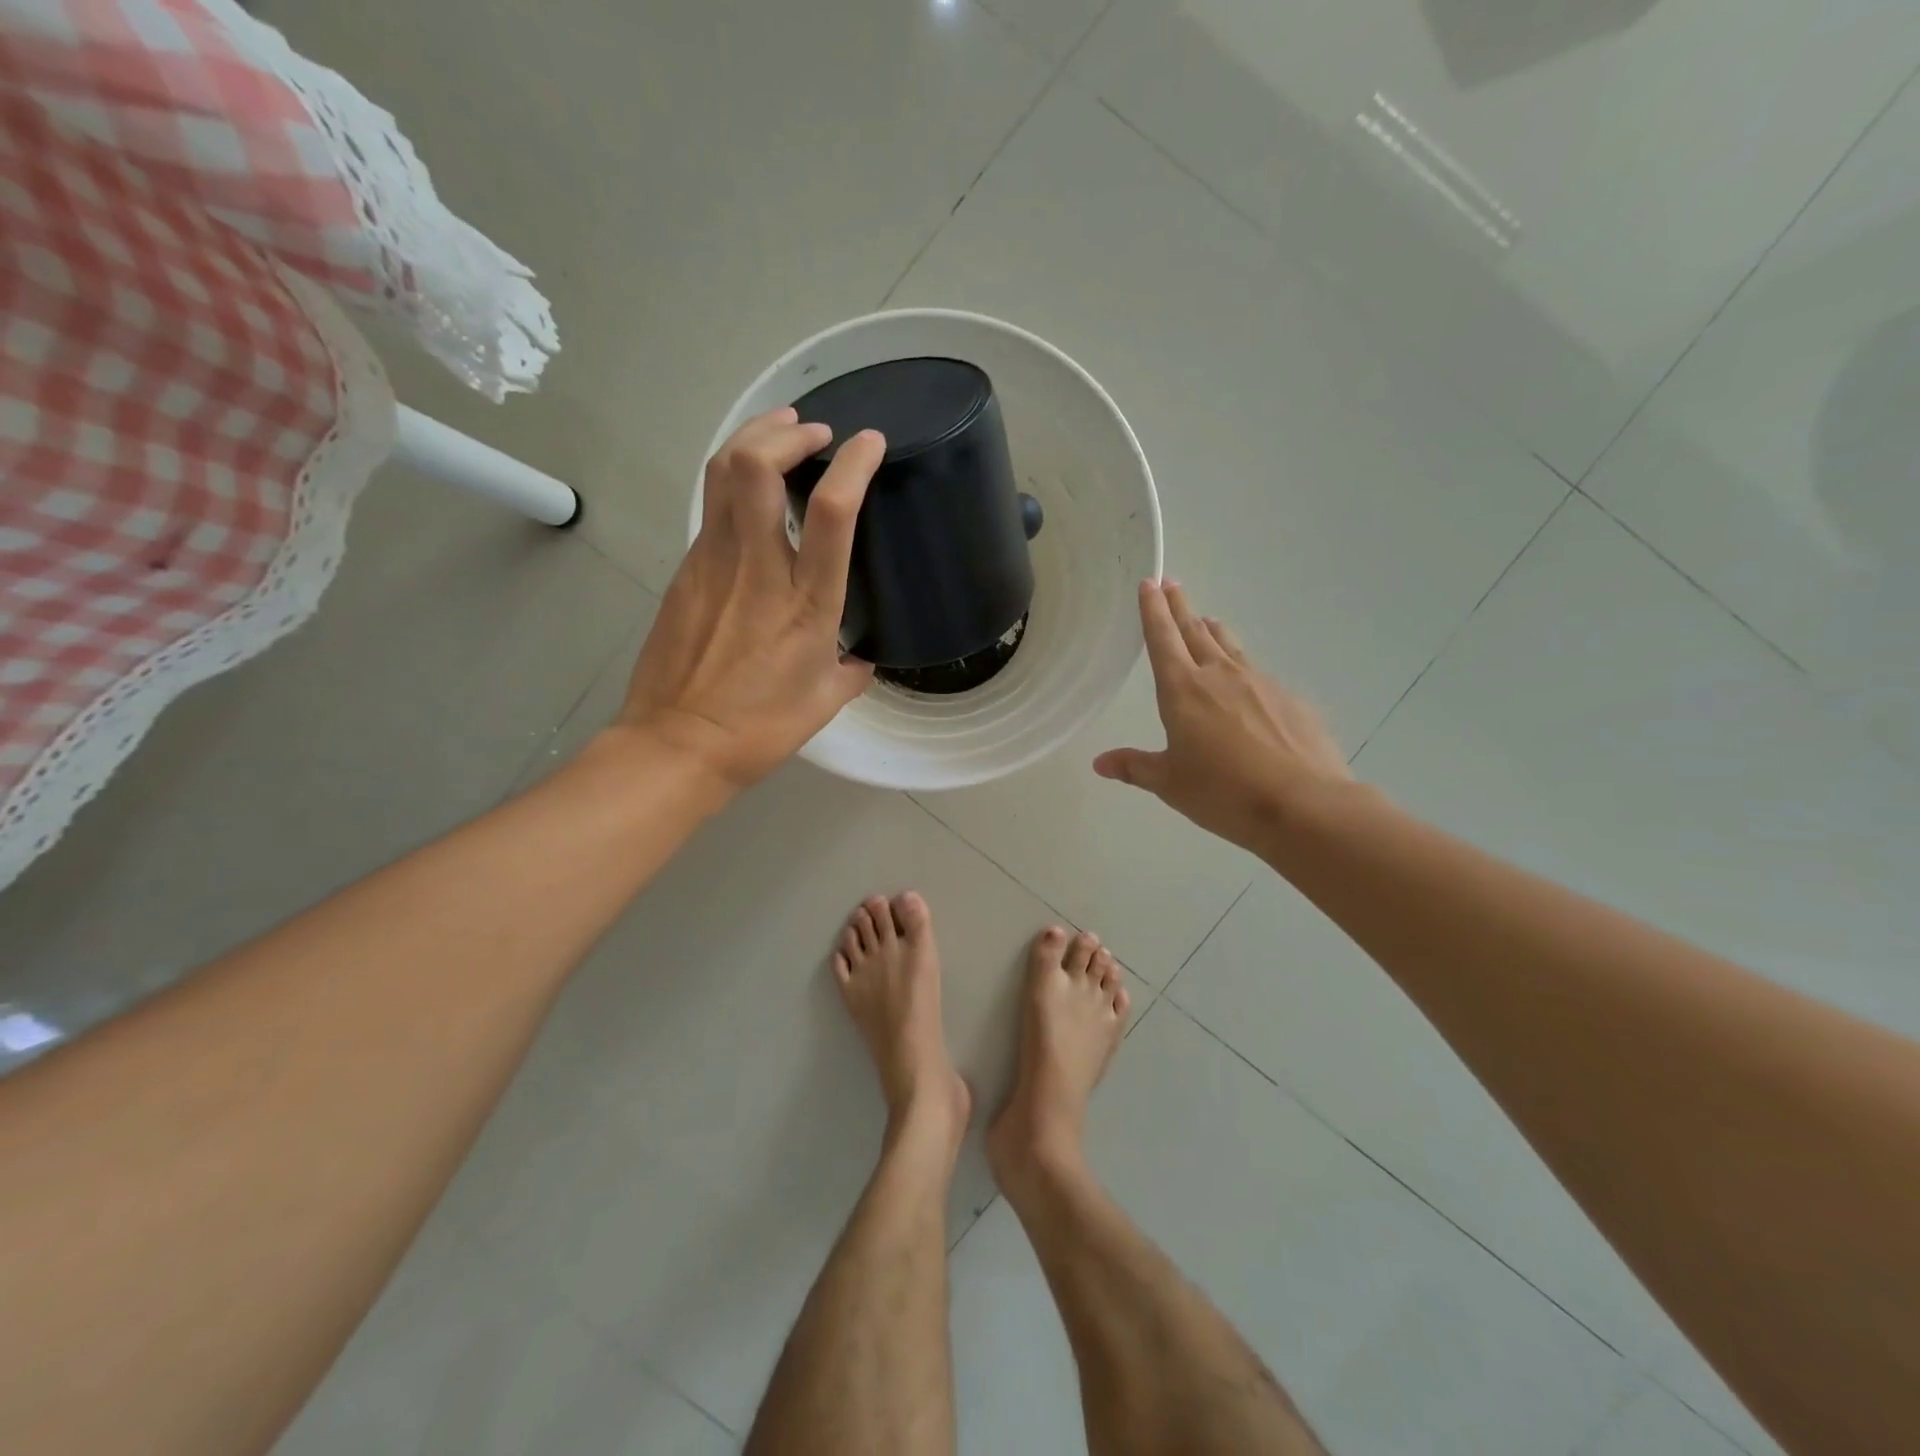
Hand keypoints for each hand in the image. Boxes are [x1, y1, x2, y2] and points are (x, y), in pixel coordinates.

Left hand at [619, 408, 882, 789]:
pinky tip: (750, 494)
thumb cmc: (760, 729)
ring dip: (752, 439)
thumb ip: (850, 672)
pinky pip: (710, 509)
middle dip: (785, 431)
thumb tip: (860, 660)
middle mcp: (757, 569)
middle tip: (811, 431)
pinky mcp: (684, 571)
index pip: (831, 512)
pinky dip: (733, 482)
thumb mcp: (823, 703)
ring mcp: (712, 564)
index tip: (869, 442)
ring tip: (779, 433)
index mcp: (806, 604)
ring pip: (722, 474)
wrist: (677, 744)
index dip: (852, 464)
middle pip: (755, 466)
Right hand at [1094, 581, 1350, 850]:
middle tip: (1172, 585)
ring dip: (1212, 630)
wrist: (1302, 803)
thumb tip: (1100, 763)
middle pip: (1195, 630)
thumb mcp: (1170, 783)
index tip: (1149, 582)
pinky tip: (1246, 684)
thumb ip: (1135, 767)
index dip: (1152, 610)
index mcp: (1182, 689)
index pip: (1162, 638)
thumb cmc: (1223, 792)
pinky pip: (1258, 674)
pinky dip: (1243, 668)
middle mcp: (1219, 675)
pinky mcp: (1289, 698)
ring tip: (1206, 620)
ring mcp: (1259, 682)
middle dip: (1180, 607)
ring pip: (1229, 646)